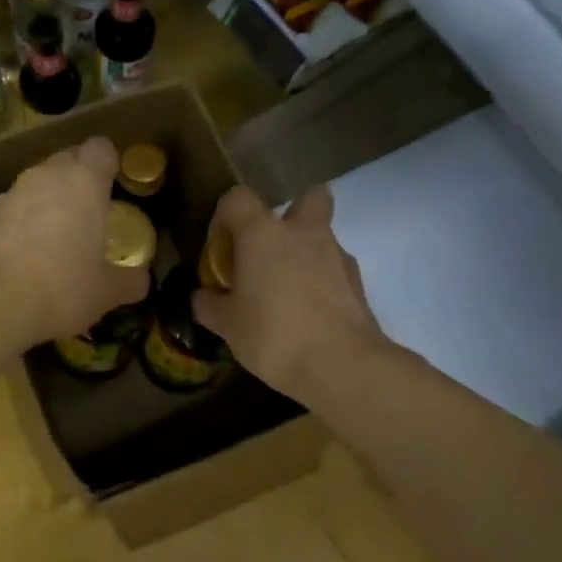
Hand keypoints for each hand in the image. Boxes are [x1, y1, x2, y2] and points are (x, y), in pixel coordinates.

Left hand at [0, 137, 150, 350]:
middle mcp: (47, 176)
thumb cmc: (64, 289)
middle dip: (79, 177)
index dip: (108, 162)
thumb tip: (141, 280)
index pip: (101, 148)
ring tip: (58, 234)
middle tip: (90, 211)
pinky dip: (24, 218)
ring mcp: (14, 191)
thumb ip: (130, 280)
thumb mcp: (107, 292)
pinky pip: (16, 205)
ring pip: (38, 181)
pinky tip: (28, 250)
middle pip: (68, 158)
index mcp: (85, 182)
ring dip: (50, 198)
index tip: (113, 184)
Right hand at [193, 185, 387, 401]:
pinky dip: (322, 282)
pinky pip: (335, 269)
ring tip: (287, 294)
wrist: (340, 364)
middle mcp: (304, 232)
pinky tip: (310, 314)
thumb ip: (209, 304)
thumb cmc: (272, 335)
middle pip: (308, 197)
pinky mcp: (358, 282)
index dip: (224, 217)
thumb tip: (202, 296)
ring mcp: (337, 254)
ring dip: (305, 254)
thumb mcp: (226, 325)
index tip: (220, 249)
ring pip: (322, 236)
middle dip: (291, 215)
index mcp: (263, 234)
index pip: (237, 198)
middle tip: (270, 251)